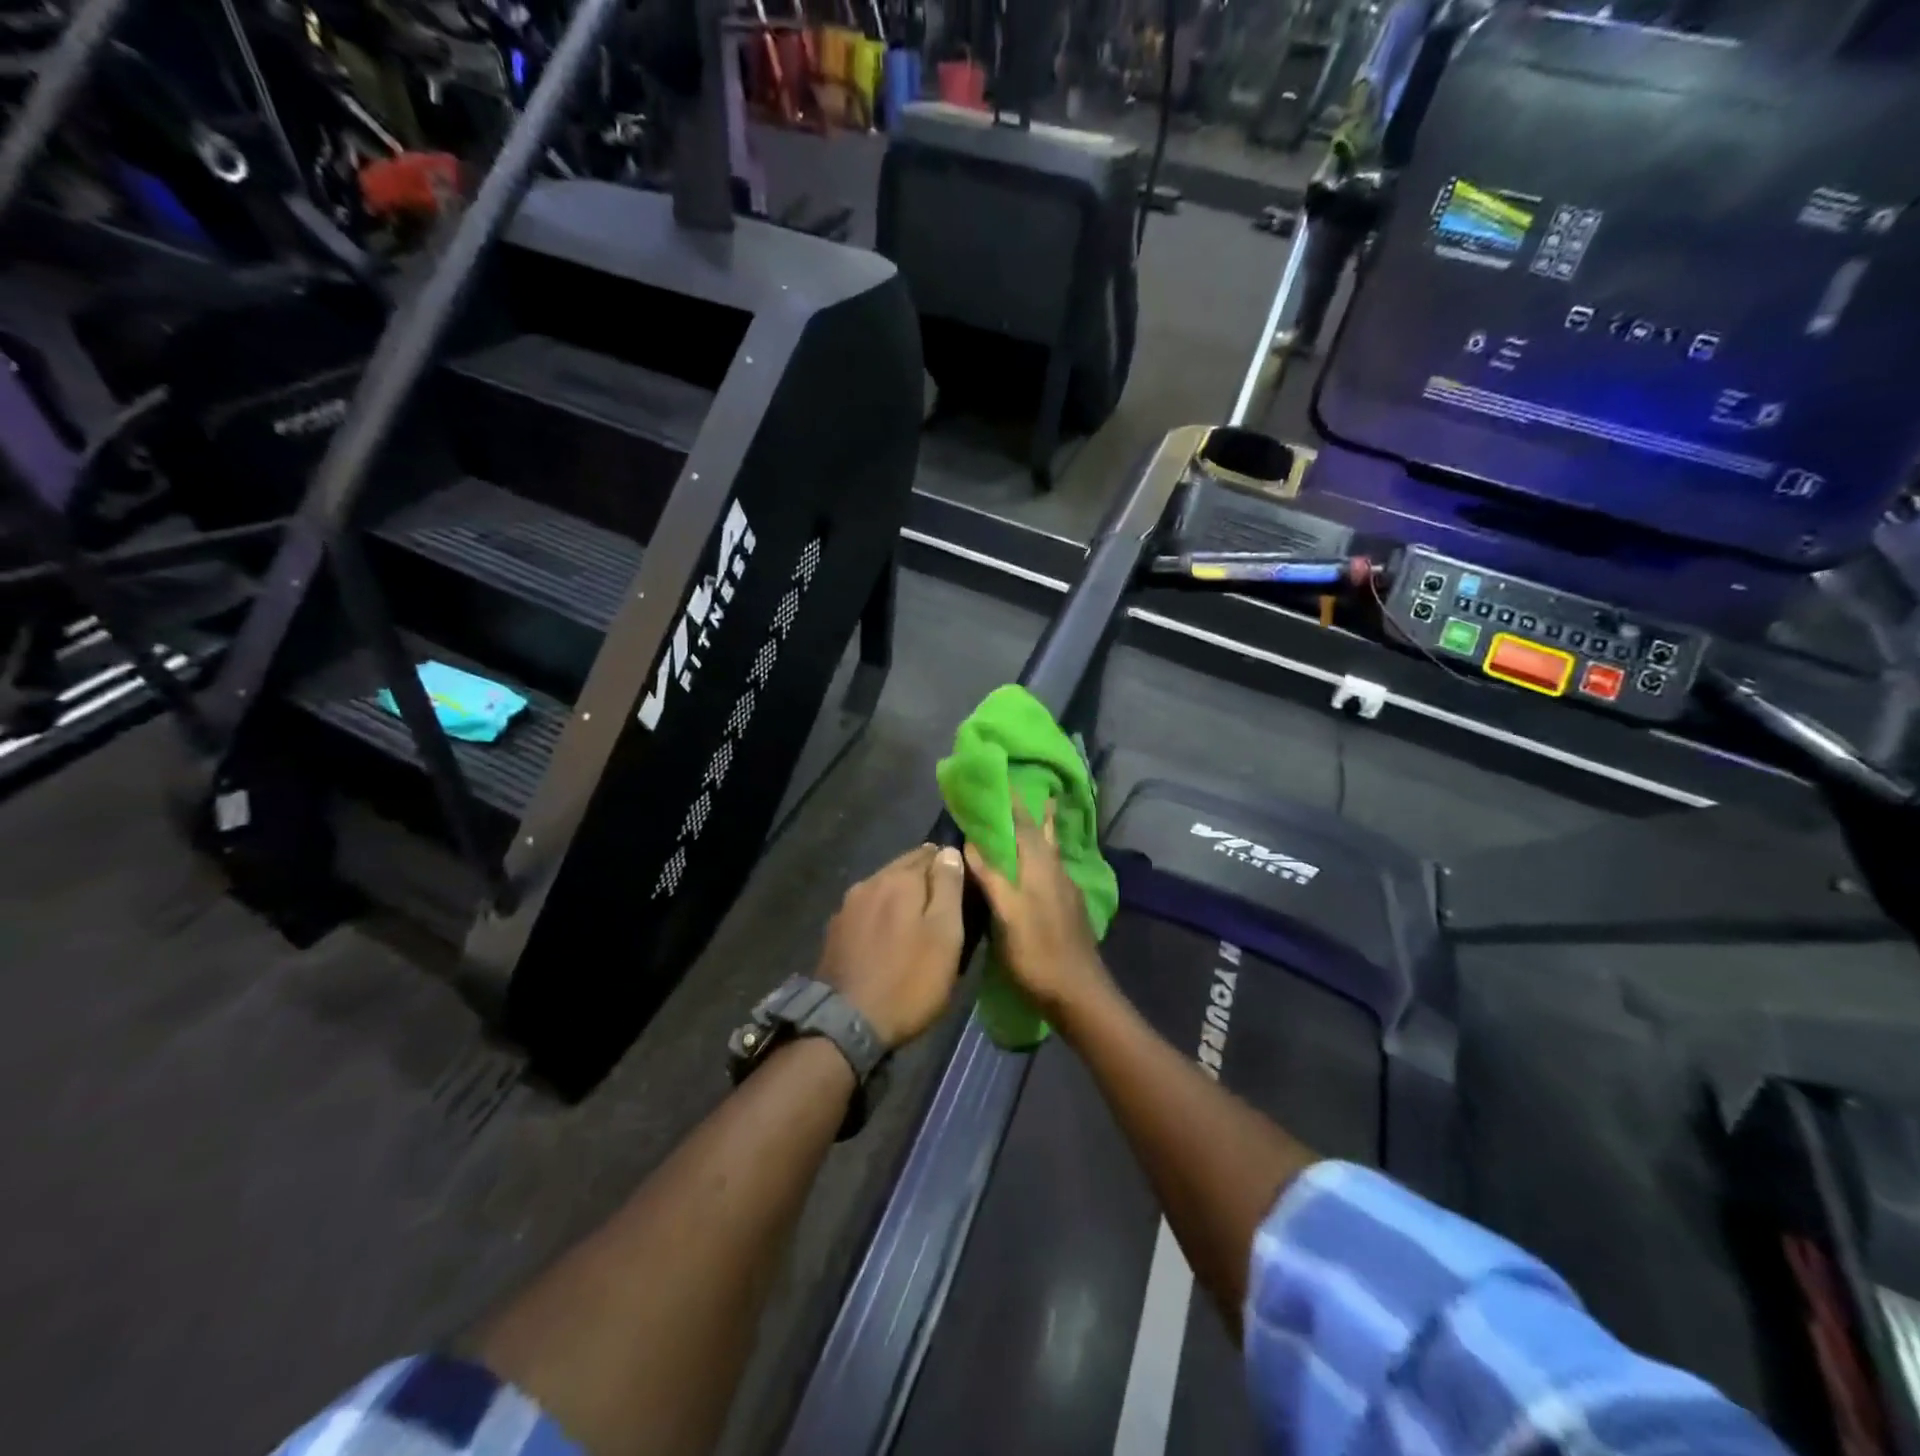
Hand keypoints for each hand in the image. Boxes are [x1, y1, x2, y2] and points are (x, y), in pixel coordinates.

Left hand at [816, 845, 965, 1049]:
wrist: (846, 1025)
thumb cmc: (908, 980)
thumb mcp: (945, 935)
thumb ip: (948, 889)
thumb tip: (949, 851)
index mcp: (900, 879)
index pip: (932, 853)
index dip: (949, 867)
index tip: (961, 888)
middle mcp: (870, 882)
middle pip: (904, 868)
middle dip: (924, 880)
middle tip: (943, 907)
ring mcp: (847, 906)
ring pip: (883, 888)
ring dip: (901, 898)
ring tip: (917, 923)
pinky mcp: (835, 930)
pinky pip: (867, 910)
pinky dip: (881, 915)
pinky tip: (888, 938)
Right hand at [964, 803, 1111, 1024]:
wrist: (1079, 994)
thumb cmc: (1038, 953)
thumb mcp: (1006, 916)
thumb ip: (991, 877)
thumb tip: (970, 842)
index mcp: (1040, 868)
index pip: (1025, 826)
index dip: (1013, 804)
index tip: (1003, 781)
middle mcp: (1056, 873)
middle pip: (1045, 834)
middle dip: (1036, 812)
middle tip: (1030, 791)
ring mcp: (1066, 892)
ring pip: (1053, 852)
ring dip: (1044, 832)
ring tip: (1041, 816)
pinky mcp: (1069, 909)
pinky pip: (1054, 870)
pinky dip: (1044, 857)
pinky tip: (1038, 869)